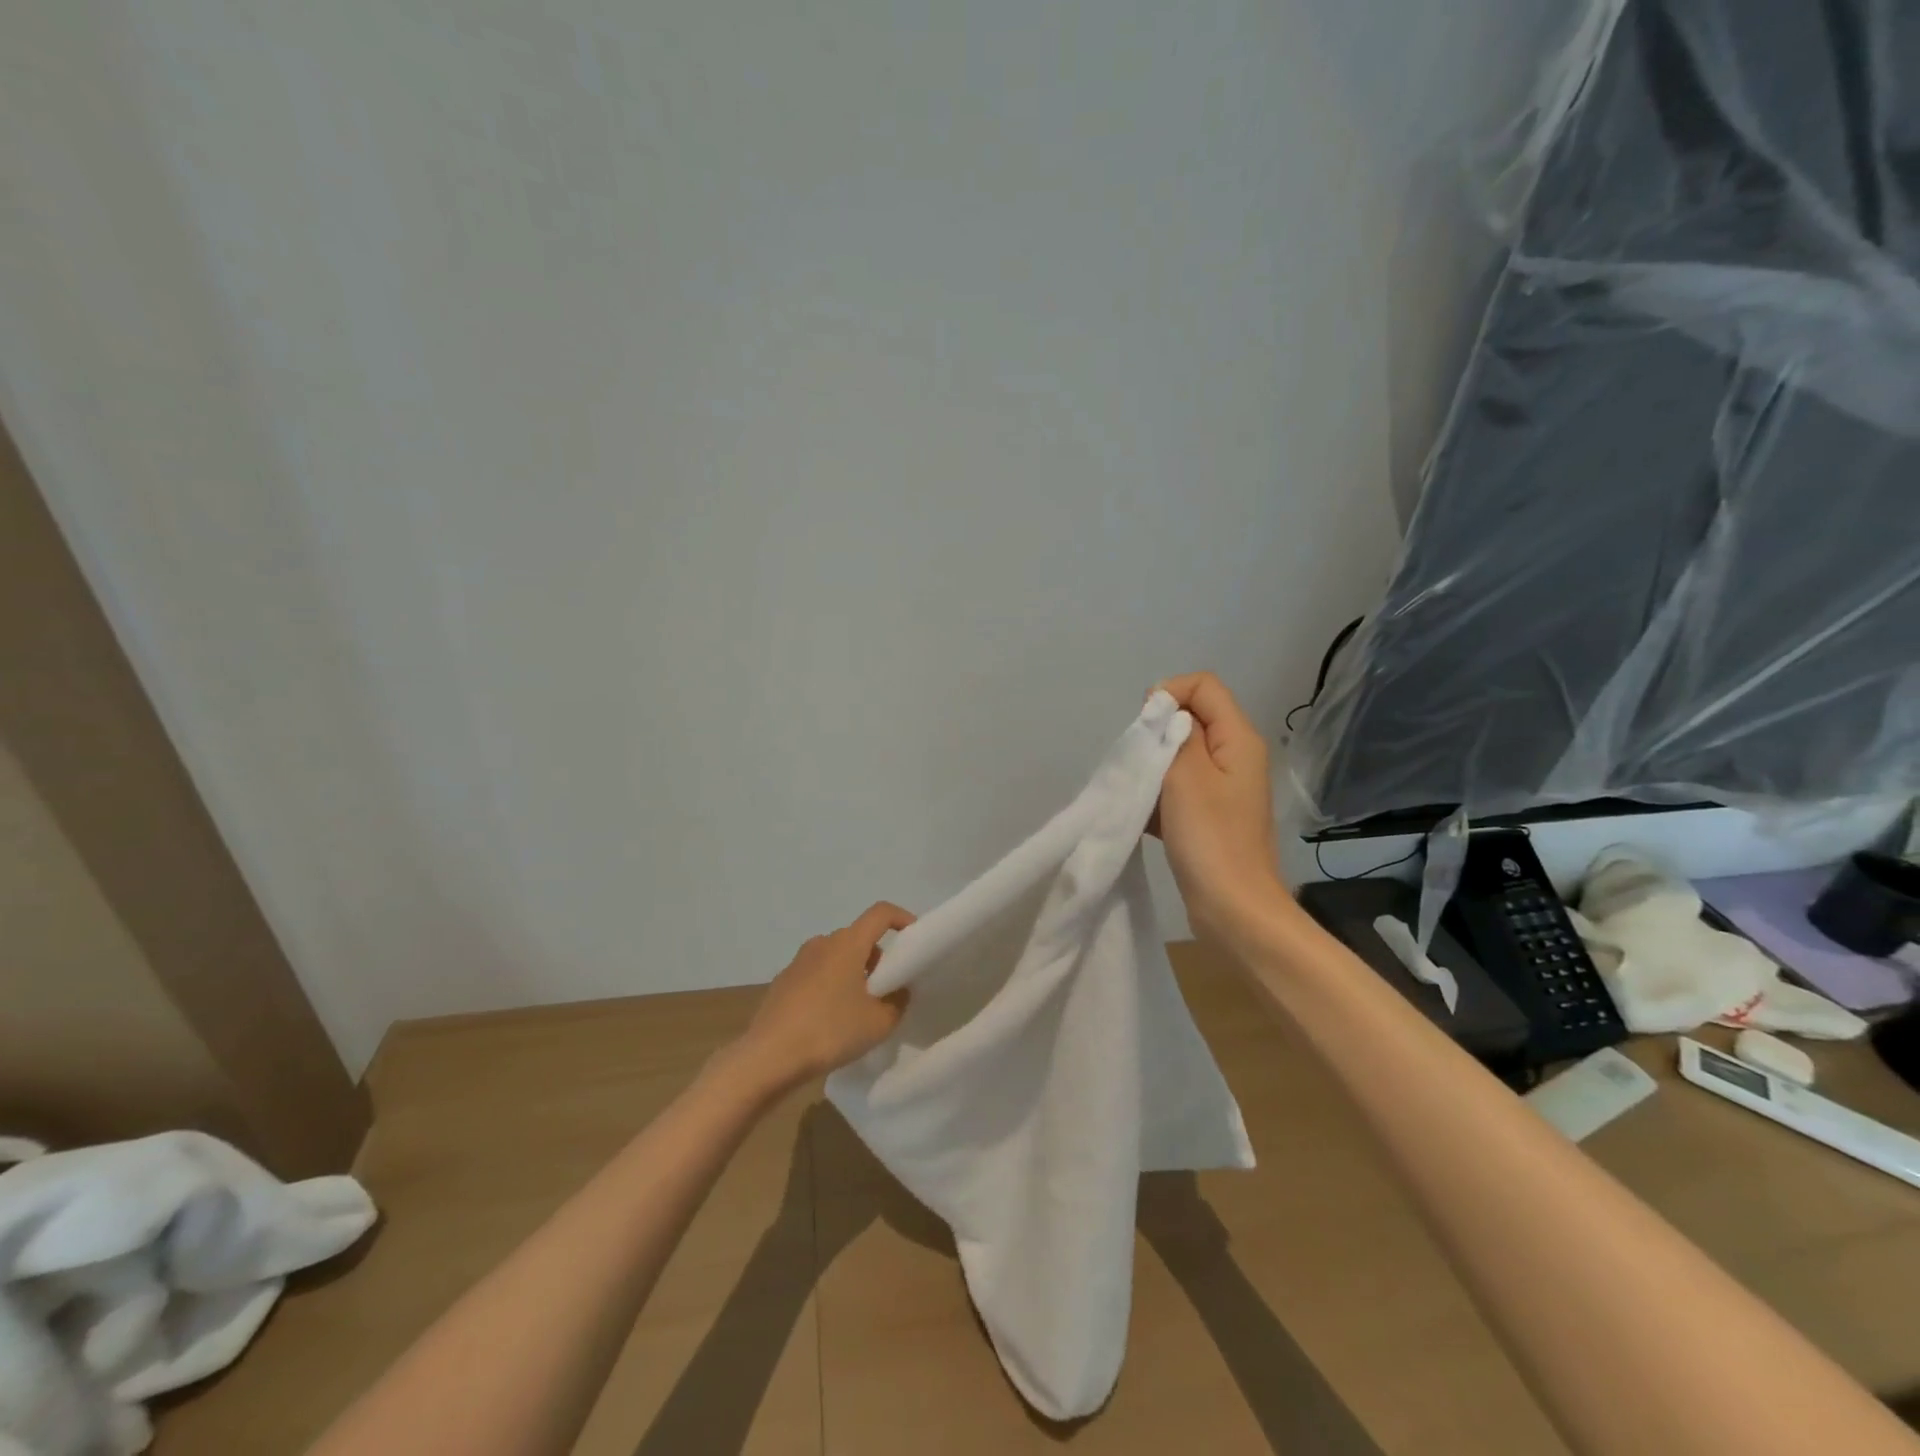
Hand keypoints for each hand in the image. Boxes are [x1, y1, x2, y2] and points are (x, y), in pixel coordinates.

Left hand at [735, 902, 914, 1087]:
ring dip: (853, 972)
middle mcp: (822, 943)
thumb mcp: (879, 1022)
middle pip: (858, 937)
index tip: (915, 938)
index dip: (902, 918)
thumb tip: (898, 990)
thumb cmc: (830, 1031)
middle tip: (889, 987)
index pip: (880, 913)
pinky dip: (830, 986)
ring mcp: (798, 962)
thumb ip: (898, 1001)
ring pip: (836, 956)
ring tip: (860, 1008)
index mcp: (848, 943)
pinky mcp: (782, 982)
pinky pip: (816, 974)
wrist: (768, 1057)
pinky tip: (830, 1019)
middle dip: (878, 956)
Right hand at [1154, 672, 1287, 946]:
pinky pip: (1177, 789)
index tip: (1145, 729)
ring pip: (1179, 756)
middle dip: (1156, 734)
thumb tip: (1162, 706)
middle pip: (1190, 719)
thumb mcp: (1186, 775)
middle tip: (1140, 764)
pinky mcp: (1209, 816)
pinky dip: (1157, 796)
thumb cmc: (1210, 839)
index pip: (1203, 686)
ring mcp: (1223, 788)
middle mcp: (1235, 757)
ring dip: (1153, 768)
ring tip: (1140, 794)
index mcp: (1238, 739)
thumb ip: (1172, 732)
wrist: (1233, 910)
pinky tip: (1143, 818)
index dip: (1169, 695)